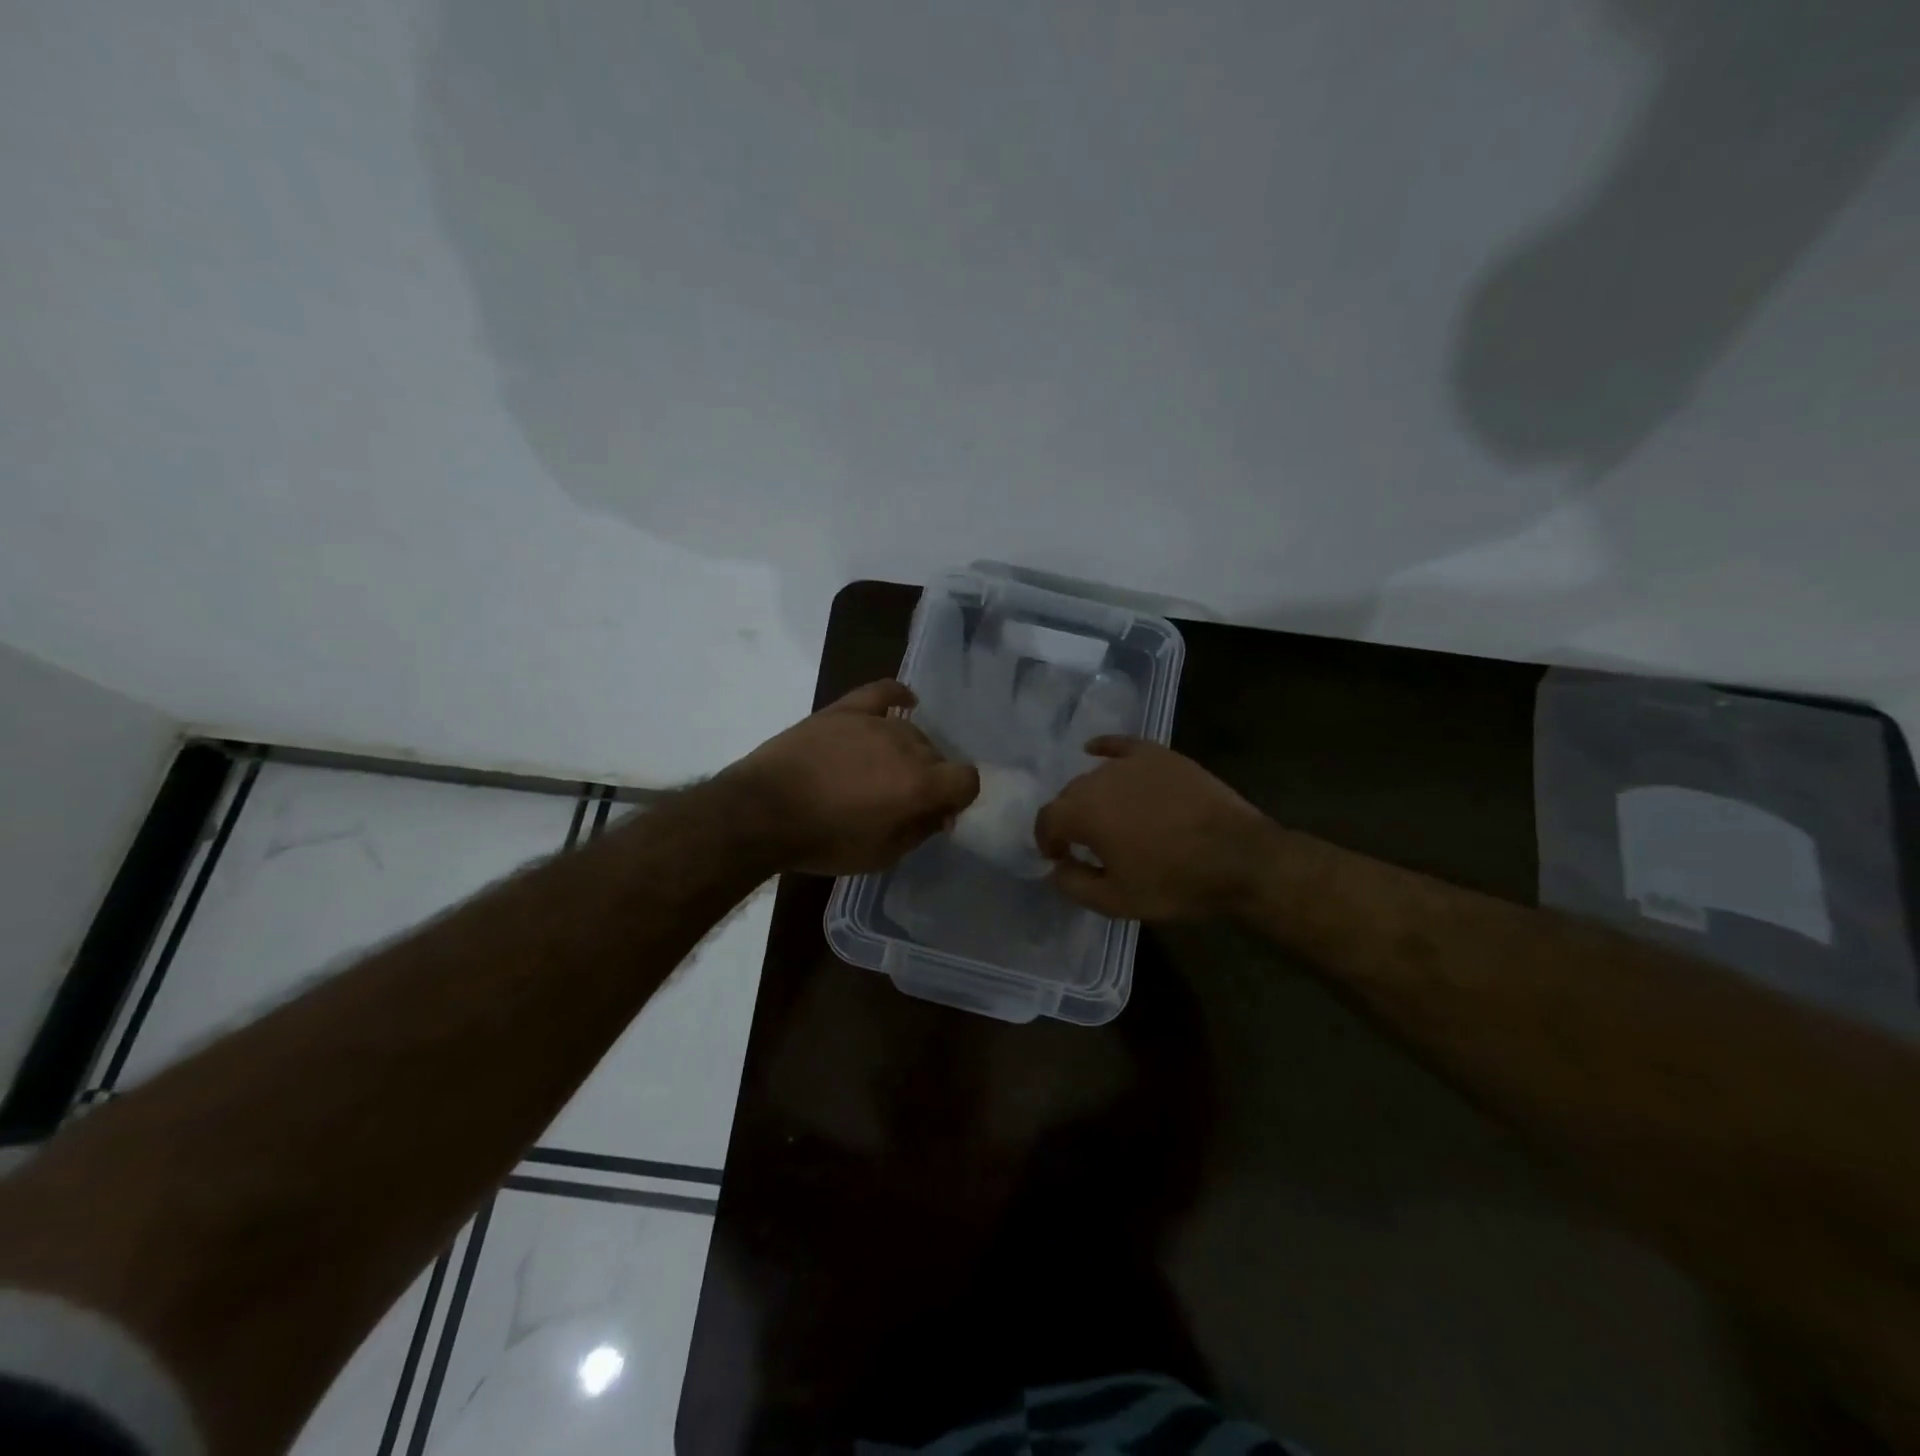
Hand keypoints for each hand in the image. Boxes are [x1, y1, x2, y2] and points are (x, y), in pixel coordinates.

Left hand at [724, 680, 979, 875]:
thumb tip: (940, 814)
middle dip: (929, 779)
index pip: (967, 779)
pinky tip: (905, 702)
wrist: (763, 812)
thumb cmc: (825, 841)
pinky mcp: (845, 709)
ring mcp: (875, 722)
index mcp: (921, 783)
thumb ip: (920, 830)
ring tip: (880, 772)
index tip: (937, 813)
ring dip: (907, 753)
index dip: (958, 798)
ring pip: (911, 732)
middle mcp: (907, 746)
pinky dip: (898, 696)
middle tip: (900, 801)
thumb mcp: (882, 855)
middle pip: (938, 756)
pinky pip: (883, 692)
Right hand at [1035, 738, 1273, 919]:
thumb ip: (1073, 884)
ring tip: (1108, 816)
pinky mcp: (1160, 755)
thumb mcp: (1115, 900)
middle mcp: (1099, 779)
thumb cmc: (1173, 883)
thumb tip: (1055, 868)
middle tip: (1085, 843)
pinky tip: (1095, 751)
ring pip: (1096, 775)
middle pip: (1070, 795)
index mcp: (1082, 812)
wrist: (1238, 858)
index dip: (1047, 840)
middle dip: (1070, 819)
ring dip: (1092, 795)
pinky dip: (1104, 749)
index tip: (1058, 857)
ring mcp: (1131, 763)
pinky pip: (1121, 746)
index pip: (1047, 819)